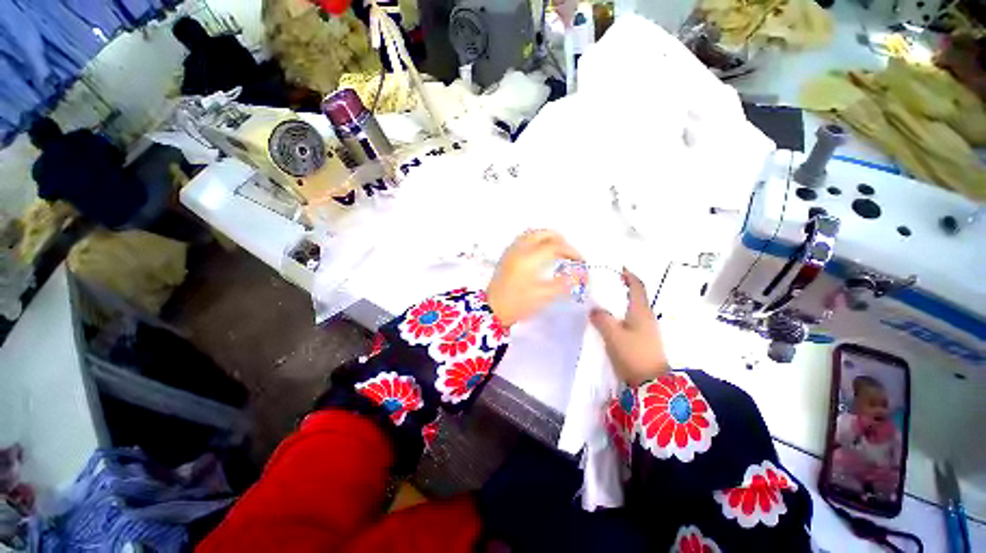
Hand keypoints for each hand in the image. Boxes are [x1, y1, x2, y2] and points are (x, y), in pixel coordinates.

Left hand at [486, 230, 582, 326]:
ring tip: (557, 251)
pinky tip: (541, 253)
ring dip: (548, 238)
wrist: (492, 310)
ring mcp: (511, 250)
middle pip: (544, 233)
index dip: (571, 251)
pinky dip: (537, 240)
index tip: (580, 261)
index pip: (555, 246)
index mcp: (529, 258)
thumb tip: (579, 275)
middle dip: (560, 240)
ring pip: (533, 233)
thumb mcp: (543, 296)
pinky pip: (524, 238)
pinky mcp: (507, 254)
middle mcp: (519, 249)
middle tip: (569, 254)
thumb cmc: (517, 304)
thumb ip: (563, 284)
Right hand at [590, 269, 668, 385]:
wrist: (651, 382)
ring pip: (633, 308)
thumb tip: (594, 309)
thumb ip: (601, 319)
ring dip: (622, 301)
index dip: (630, 276)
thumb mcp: (613, 335)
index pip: (637, 287)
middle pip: (637, 296)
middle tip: (607, 284)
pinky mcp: (644, 339)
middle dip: (624, 287)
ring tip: (605, 300)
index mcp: (640, 311)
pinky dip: (622, 313)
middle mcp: (646, 316)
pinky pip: (631, 319)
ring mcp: (647, 328)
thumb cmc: (633, 354)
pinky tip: (611, 319)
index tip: (620, 268)